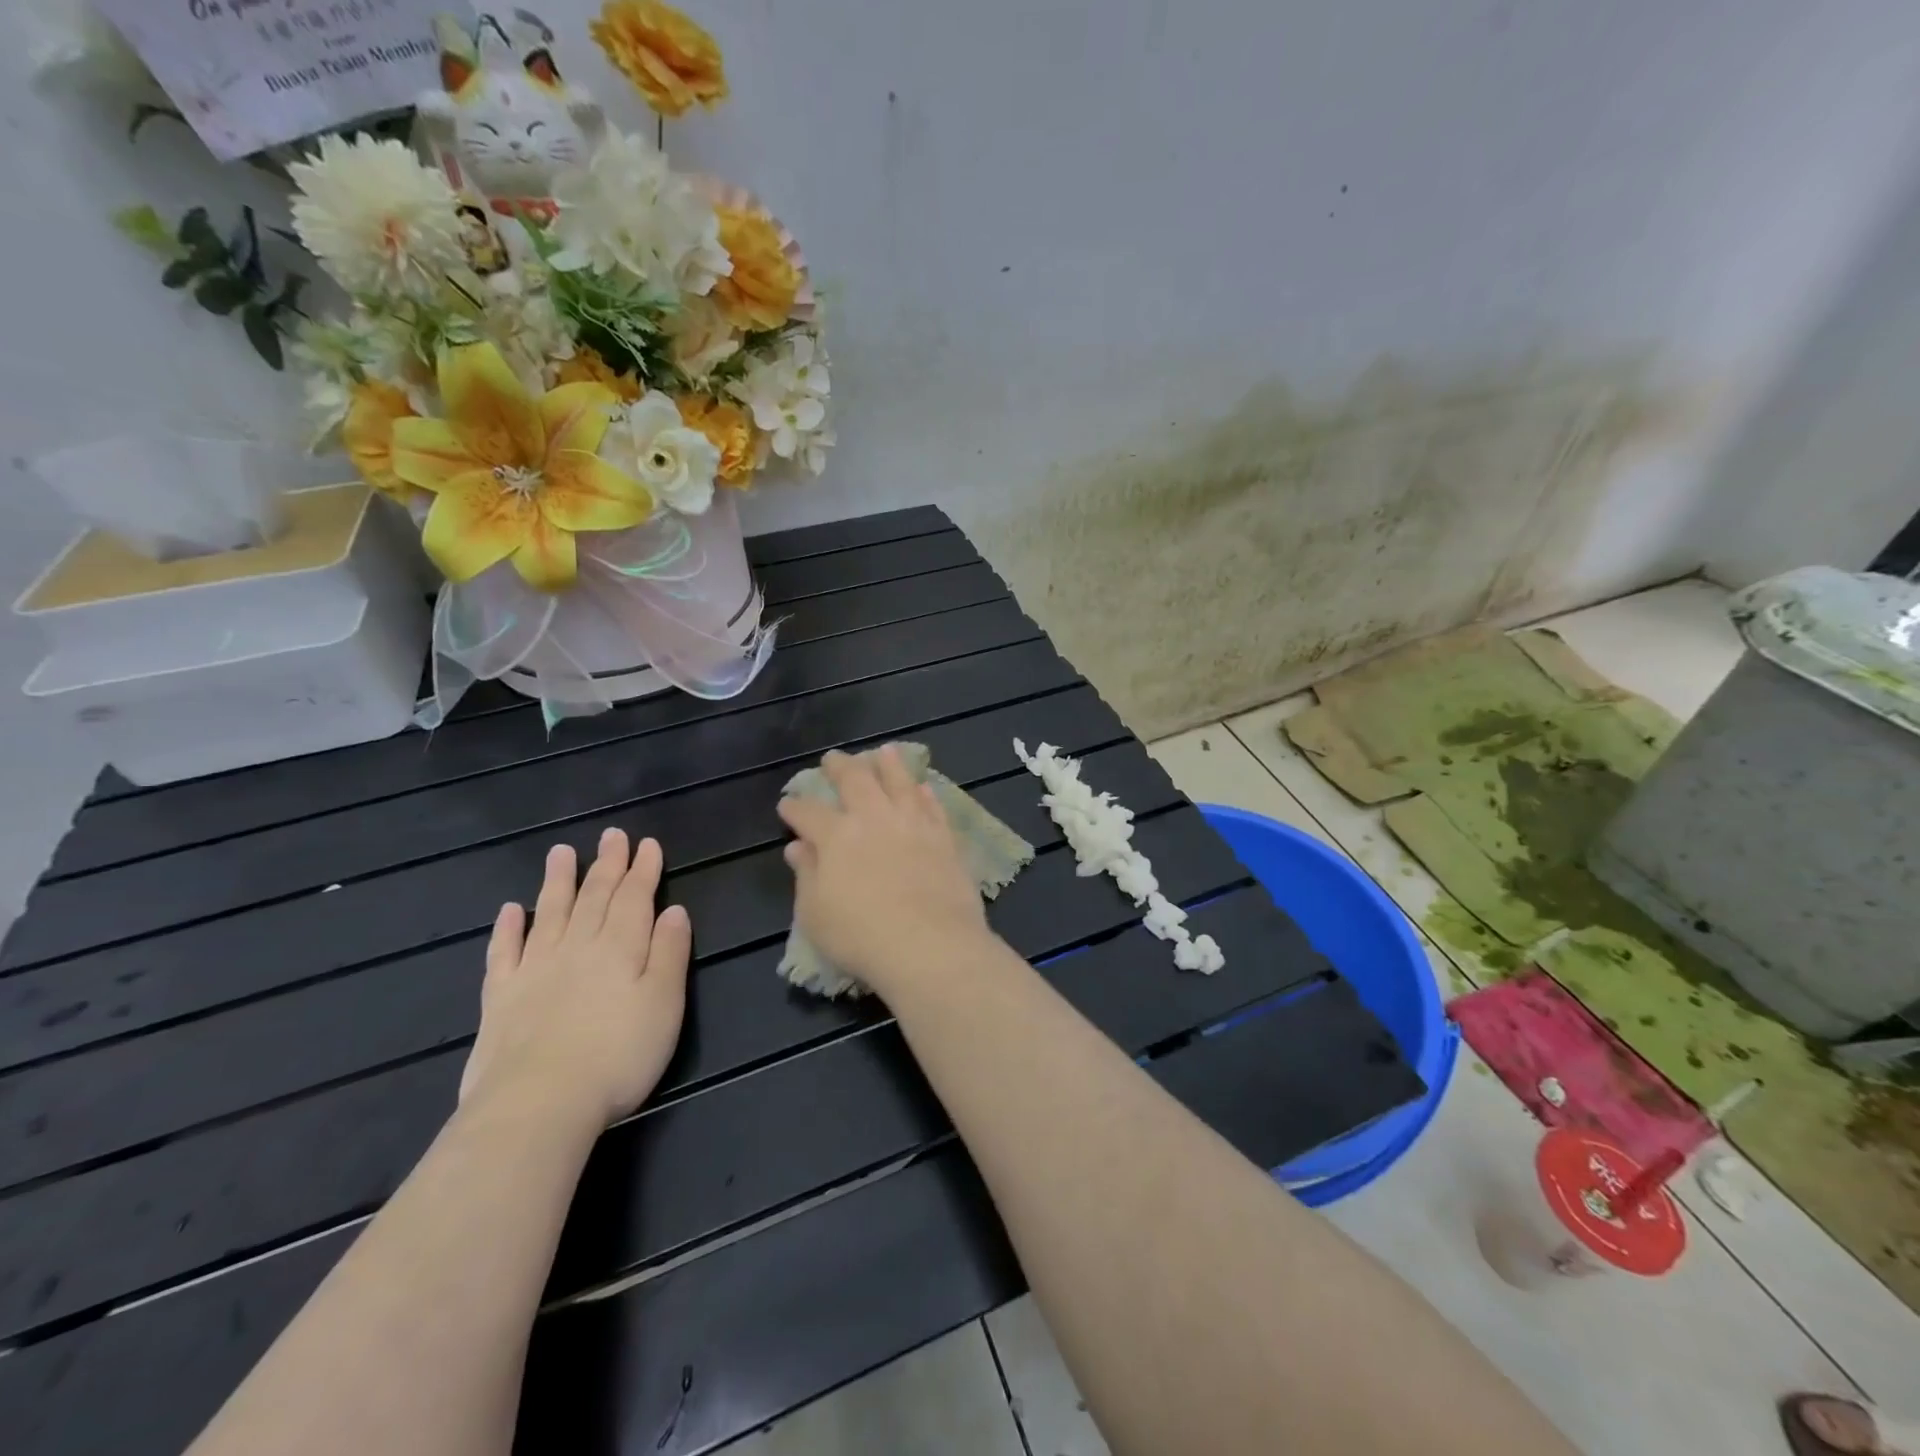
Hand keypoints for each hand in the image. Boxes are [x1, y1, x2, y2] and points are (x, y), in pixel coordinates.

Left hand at [460, 829, 690, 1132]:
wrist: (539, 1104)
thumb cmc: (618, 1055)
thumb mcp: (665, 1004)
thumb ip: (669, 953)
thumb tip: (674, 910)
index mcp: (621, 948)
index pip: (635, 898)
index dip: (643, 870)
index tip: (647, 844)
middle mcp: (578, 947)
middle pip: (595, 897)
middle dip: (607, 865)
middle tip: (612, 835)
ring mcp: (535, 970)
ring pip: (550, 913)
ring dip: (558, 881)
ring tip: (562, 852)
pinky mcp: (500, 998)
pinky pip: (503, 953)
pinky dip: (507, 929)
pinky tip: (509, 911)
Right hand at [778, 746, 991, 997]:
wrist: (930, 944)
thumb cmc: (861, 936)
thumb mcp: (815, 913)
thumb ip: (806, 874)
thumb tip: (797, 847)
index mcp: (836, 836)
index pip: (808, 812)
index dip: (795, 807)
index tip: (787, 804)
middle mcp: (874, 818)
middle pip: (855, 780)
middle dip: (840, 767)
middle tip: (833, 758)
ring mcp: (913, 823)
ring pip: (899, 781)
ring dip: (888, 763)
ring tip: (883, 751)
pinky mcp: (944, 836)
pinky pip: (932, 805)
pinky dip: (924, 793)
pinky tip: (922, 787)